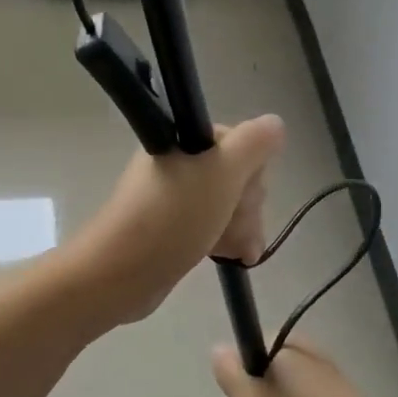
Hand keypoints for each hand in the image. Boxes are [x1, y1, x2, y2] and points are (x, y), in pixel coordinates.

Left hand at [73, 114, 285, 323]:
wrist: (122, 272)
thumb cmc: (174, 216)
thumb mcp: (222, 172)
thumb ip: (254, 143)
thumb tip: (275, 124)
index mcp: (185, 139)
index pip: (240, 142)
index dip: (250, 170)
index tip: (243, 192)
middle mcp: (179, 160)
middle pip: (236, 174)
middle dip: (247, 203)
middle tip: (234, 222)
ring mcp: (175, 195)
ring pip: (228, 202)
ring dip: (242, 225)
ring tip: (237, 250)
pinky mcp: (174, 225)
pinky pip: (212, 223)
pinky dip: (227, 238)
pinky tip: (235, 257)